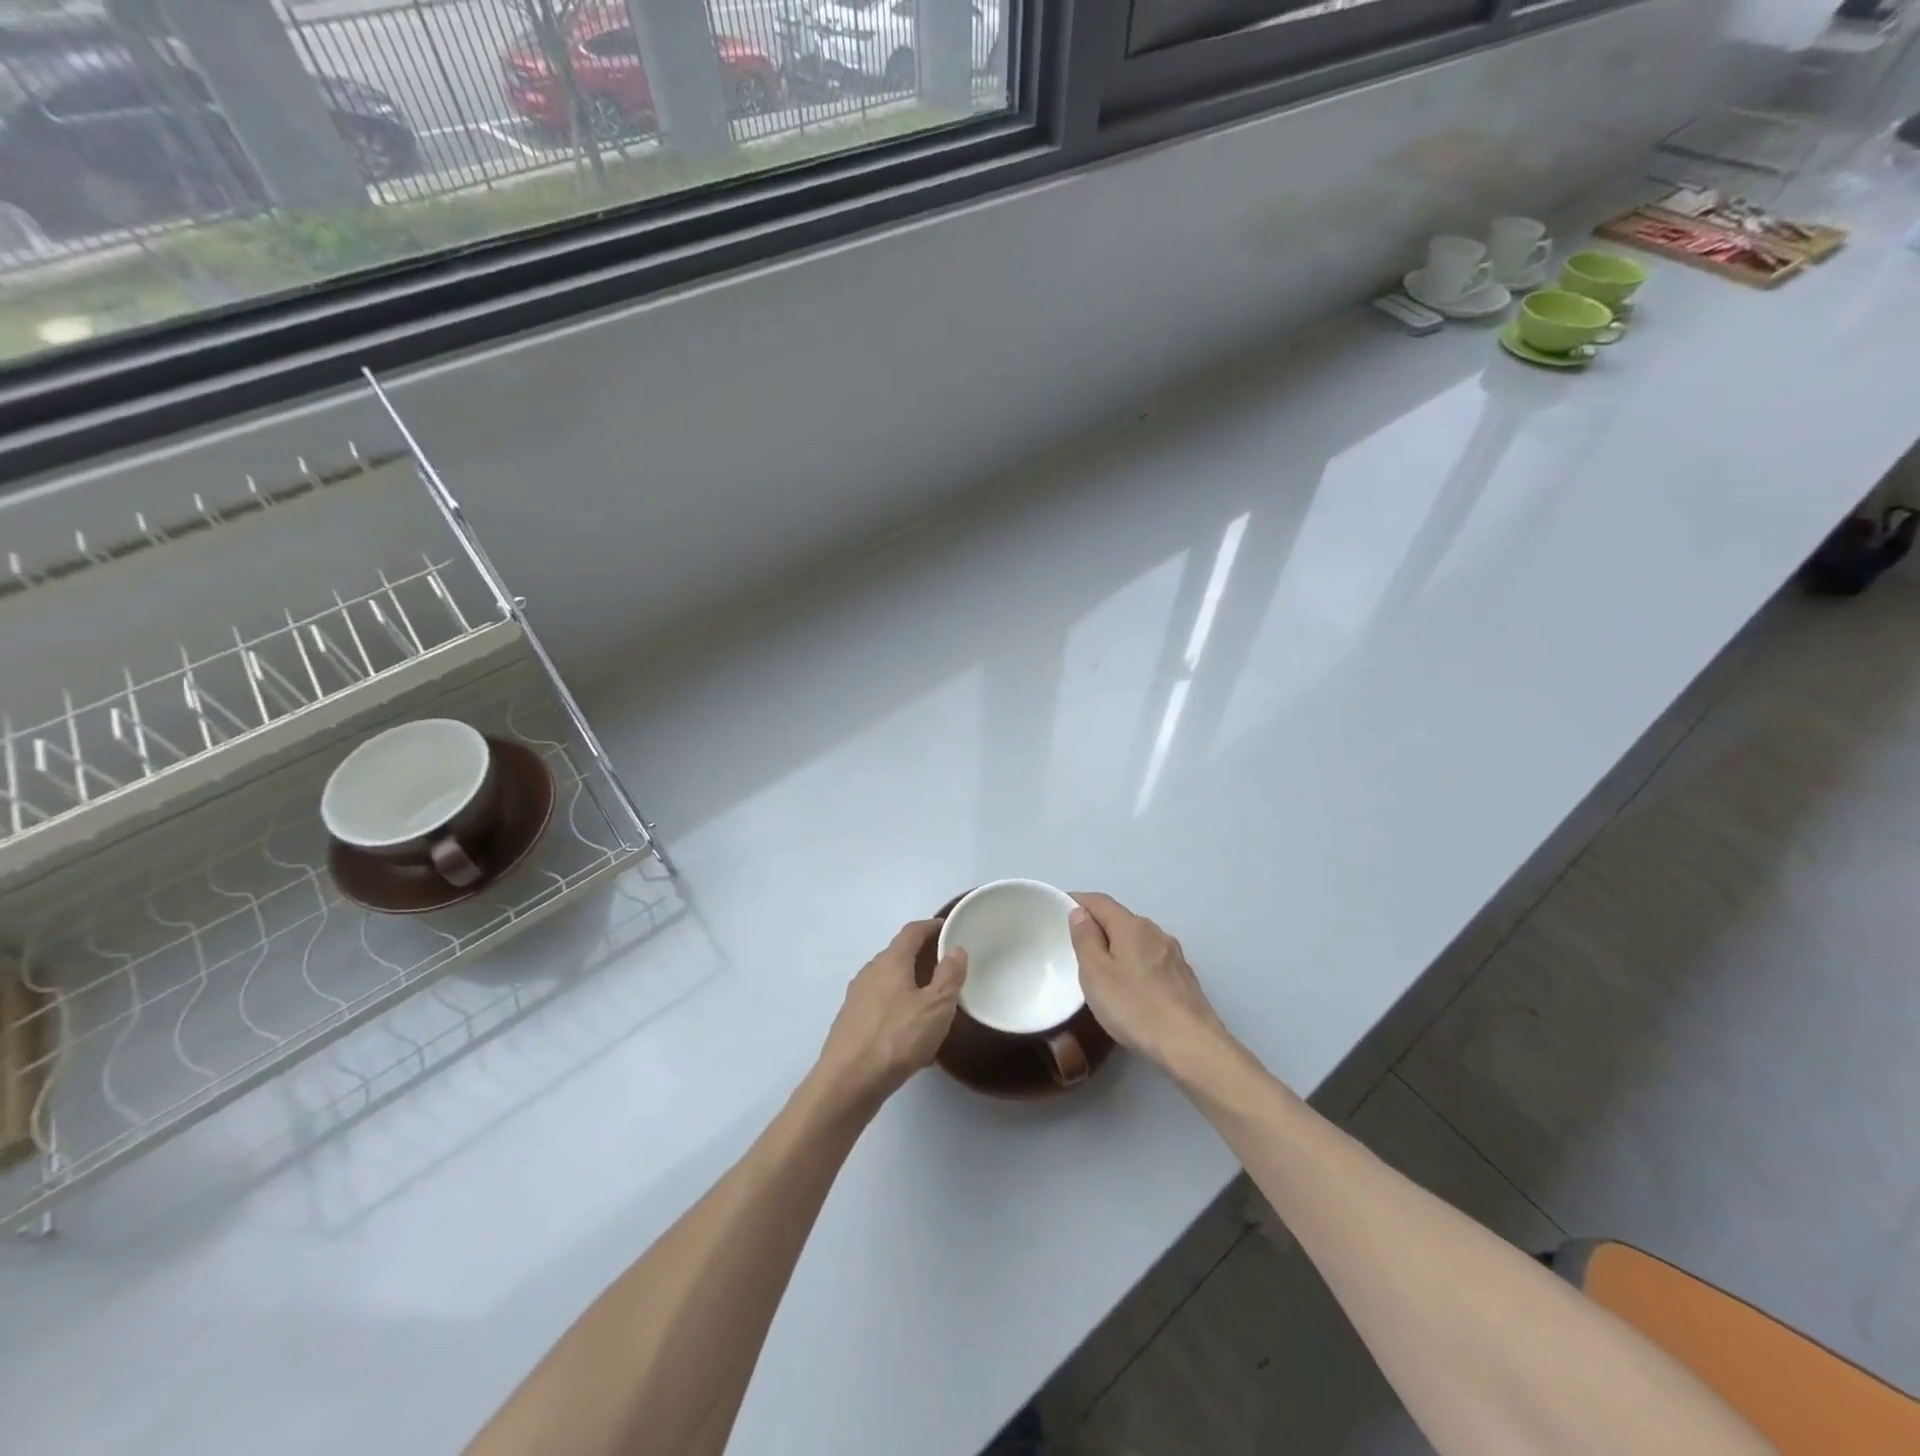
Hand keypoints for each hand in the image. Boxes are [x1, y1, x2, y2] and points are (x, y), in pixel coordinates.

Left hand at [814, 920, 967, 1113]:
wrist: (847, 1082)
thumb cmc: (896, 1038)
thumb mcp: (935, 1007)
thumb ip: (949, 976)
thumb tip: (956, 949)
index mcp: (890, 961)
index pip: (912, 931)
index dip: (932, 926)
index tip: (949, 928)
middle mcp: (870, 972)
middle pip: (899, 954)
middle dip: (923, 956)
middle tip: (948, 966)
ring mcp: (857, 997)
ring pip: (889, 980)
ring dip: (910, 982)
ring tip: (933, 999)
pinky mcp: (851, 1021)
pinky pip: (881, 1003)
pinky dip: (898, 1004)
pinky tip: (910, 1029)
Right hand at [1069, 892, 1230, 1073]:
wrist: (1191, 1045)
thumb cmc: (1135, 1007)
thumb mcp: (1096, 974)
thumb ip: (1085, 940)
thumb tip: (1080, 913)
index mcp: (1131, 926)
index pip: (1099, 901)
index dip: (1077, 900)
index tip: (1057, 907)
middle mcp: (1155, 932)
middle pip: (1120, 918)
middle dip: (1097, 924)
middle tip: (1074, 942)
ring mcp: (1173, 954)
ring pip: (1137, 939)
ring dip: (1117, 944)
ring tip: (1099, 965)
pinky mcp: (1183, 977)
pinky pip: (1151, 958)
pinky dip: (1134, 961)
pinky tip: (1130, 984)